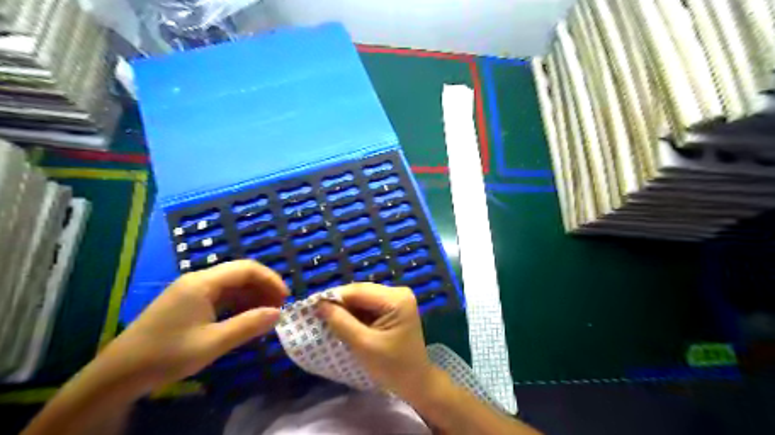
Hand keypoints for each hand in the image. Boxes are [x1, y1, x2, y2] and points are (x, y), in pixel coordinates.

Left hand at [88, 259, 285, 399]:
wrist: (117, 375)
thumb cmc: (166, 355)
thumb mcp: (213, 343)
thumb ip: (248, 325)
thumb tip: (278, 314)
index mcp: (203, 283)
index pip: (247, 268)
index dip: (270, 280)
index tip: (285, 299)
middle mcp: (198, 280)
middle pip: (240, 274)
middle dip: (263, 288)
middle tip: (278, 309)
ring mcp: (191, 291)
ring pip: (232, 285)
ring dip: (252, 297)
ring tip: (266, 315)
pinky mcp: (188, 303)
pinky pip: (221, 296)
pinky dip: (238, 304)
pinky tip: (245, 318)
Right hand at [316, 281, 434, 400]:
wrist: (415, 382)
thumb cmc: (392, 366)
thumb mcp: (363, 345)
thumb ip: (341, 322)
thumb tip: (319, 304)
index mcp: (396, 298)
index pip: (358, 290)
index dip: (334, 297)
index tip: (311, 307)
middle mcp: (398, 292)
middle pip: (361, 292)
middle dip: (339, 303)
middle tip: (317, 315)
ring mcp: (397, 299)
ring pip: (362, 298)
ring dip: (346, 309)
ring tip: (327, 319)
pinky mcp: (393, 307)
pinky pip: (368, 305)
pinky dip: (355, 314)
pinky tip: (343, 323)